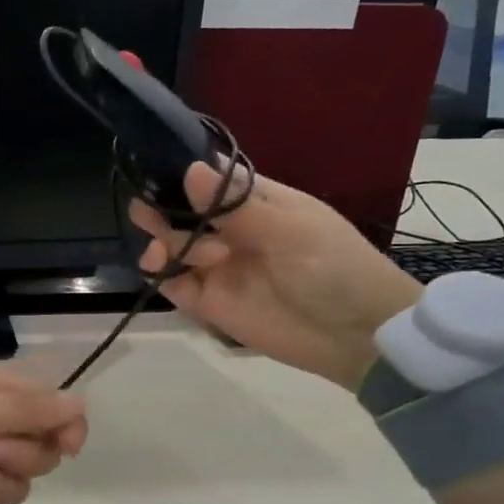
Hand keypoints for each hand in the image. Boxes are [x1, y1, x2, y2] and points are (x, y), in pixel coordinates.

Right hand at [132, 163, 423, 391]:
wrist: (354, 335)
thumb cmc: (332, 267)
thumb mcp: (288, 229)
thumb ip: (234, 204)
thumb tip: (190, 168)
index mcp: (253, 202)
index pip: (208, 179)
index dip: (180, 173)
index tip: (155, 172)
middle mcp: (228, 230)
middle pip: (180, 210)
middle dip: (161, 207)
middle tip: (150, 212)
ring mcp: (215, 265)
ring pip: (170, 243)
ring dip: (167, 240)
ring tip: (194, 254)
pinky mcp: (206, 300)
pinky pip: (169, 280)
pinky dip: (157, 270)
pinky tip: (159, 264)